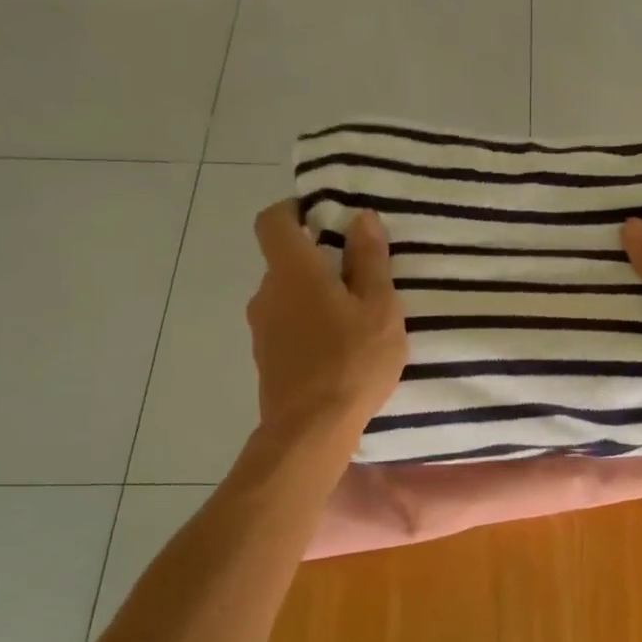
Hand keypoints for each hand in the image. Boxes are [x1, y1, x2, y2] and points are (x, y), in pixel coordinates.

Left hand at [246, 201, 406, 439]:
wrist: (310, 430)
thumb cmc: (352, 361)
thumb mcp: (379, 308)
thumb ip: (370, 261)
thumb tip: (362, 219)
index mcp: (293, 271)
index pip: (273, 221)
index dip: (294, 210)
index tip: (326, 216)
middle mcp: (268, 293)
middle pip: (286, 260)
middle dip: (319, 260)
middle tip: (361, 274)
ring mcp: (262, 328)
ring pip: (289, 296)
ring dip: (317, 296)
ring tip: (357, 316)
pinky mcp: (267, 358)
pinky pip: (288, 325)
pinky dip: (310, 324)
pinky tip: (341, 348)